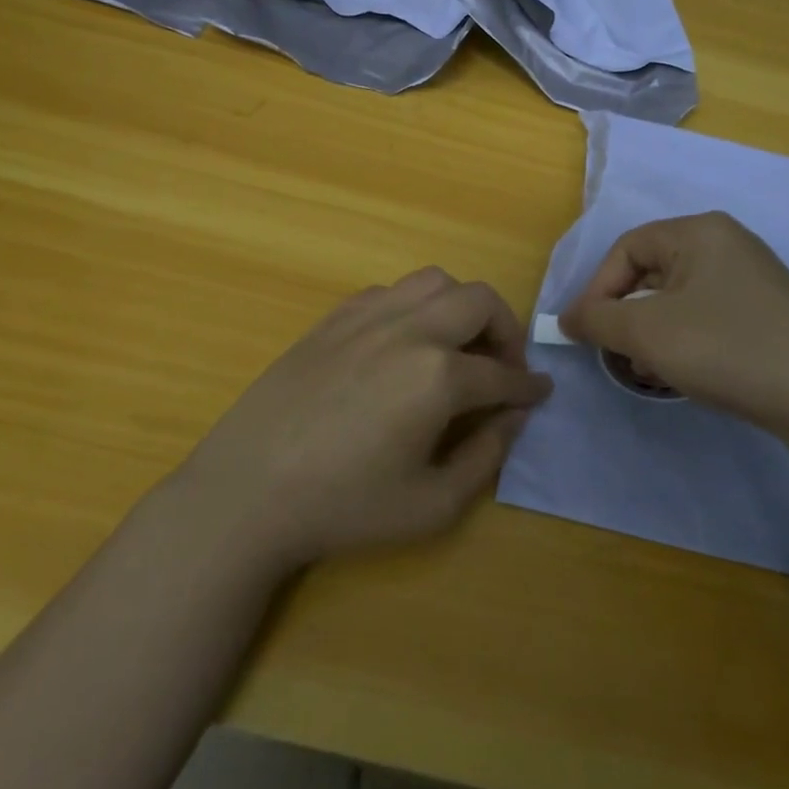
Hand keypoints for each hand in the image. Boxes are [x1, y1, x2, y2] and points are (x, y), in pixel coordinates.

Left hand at [175, 268, 552, 570]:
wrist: (247, 493)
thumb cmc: (344, 507)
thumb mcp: (432, 505)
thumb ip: (487, 456)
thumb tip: (515, 417)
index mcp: (439, 376)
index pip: (503, 373)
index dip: (529, 386)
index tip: (541, 392)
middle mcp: (410, 331)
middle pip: (479, 301)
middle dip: (505, 330)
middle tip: (501, 367)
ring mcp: (367, 317)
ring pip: (435, 281)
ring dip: (461, 307)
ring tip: (456, 346)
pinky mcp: (333, 319)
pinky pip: (389, 292)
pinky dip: (414, 307)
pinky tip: (403, 344)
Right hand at [559, 212, 788, 435]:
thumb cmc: (727, 348)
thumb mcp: (647, 333)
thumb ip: (597, 319)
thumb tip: (567, 318)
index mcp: (699, 231)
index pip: (627, 248)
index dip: (597, 289)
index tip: (586, 333)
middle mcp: (729, 244)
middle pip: (653, 272)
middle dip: (626, 315)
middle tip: (618, 355)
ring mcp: (754, 278)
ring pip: (679, 298)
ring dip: (653, 333)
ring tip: (650, 371)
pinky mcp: (770, 311)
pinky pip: (708, 315)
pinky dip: (686, 340)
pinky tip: (686, 373)